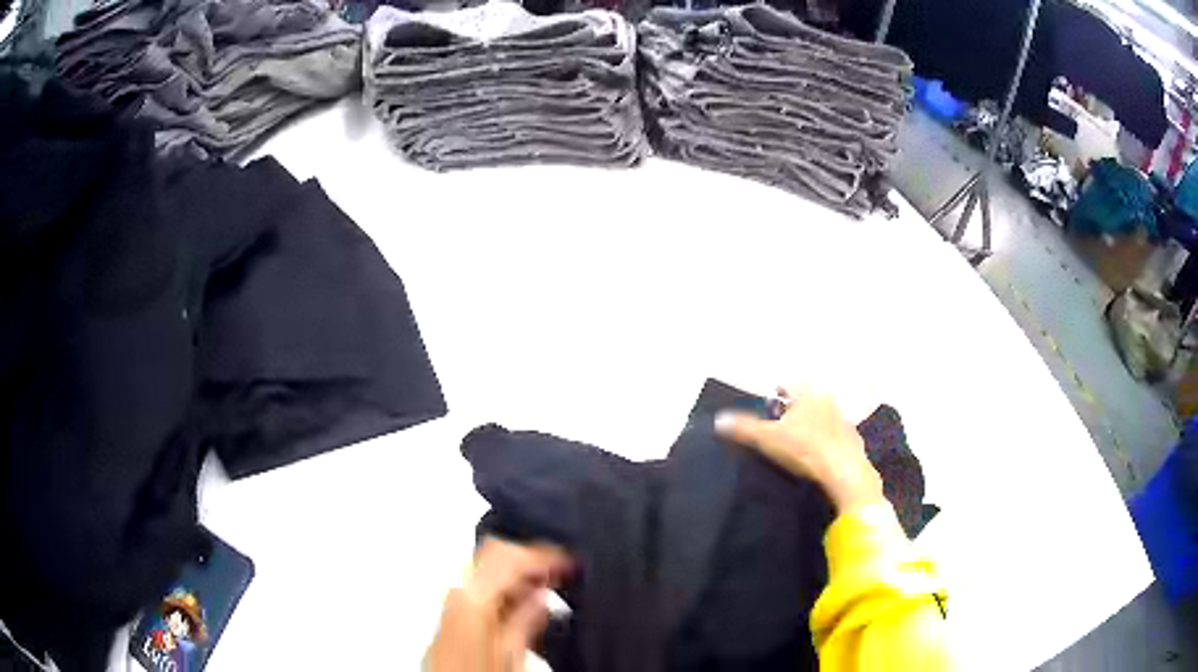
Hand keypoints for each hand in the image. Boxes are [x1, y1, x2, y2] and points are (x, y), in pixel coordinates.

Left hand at [426, 537, 570, 671]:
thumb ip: (527, 619)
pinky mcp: (452, 613)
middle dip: (530, 557)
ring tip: (547, 586)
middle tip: (559, 570)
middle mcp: (456, 591)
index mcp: (471, 596)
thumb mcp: (512, 652)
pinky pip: (480, 586)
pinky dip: (505, 587)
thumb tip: (542, 596)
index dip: (543, 555)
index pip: (508, 554)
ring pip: (487, 567)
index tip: (568, 562)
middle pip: (495, 553)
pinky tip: (523, 603)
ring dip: (518, 573)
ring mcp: (451, 601)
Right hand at [715, 386, 883, 512]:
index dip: (778, 392)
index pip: (790, 385)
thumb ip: (744, 428)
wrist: (844, 472)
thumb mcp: (768, 439)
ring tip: (799, 443)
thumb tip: (719, 419)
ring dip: (813, 425)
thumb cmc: (805, 449)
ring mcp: (843, 420)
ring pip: (823, 416)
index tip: (770, 404)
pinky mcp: (853, 440)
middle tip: (781, 426)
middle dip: (795, 410)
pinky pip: (836, 435)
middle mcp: (827, 401)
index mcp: (807, 395)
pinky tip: (819, 456)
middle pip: (807, 399)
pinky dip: (827, 441)